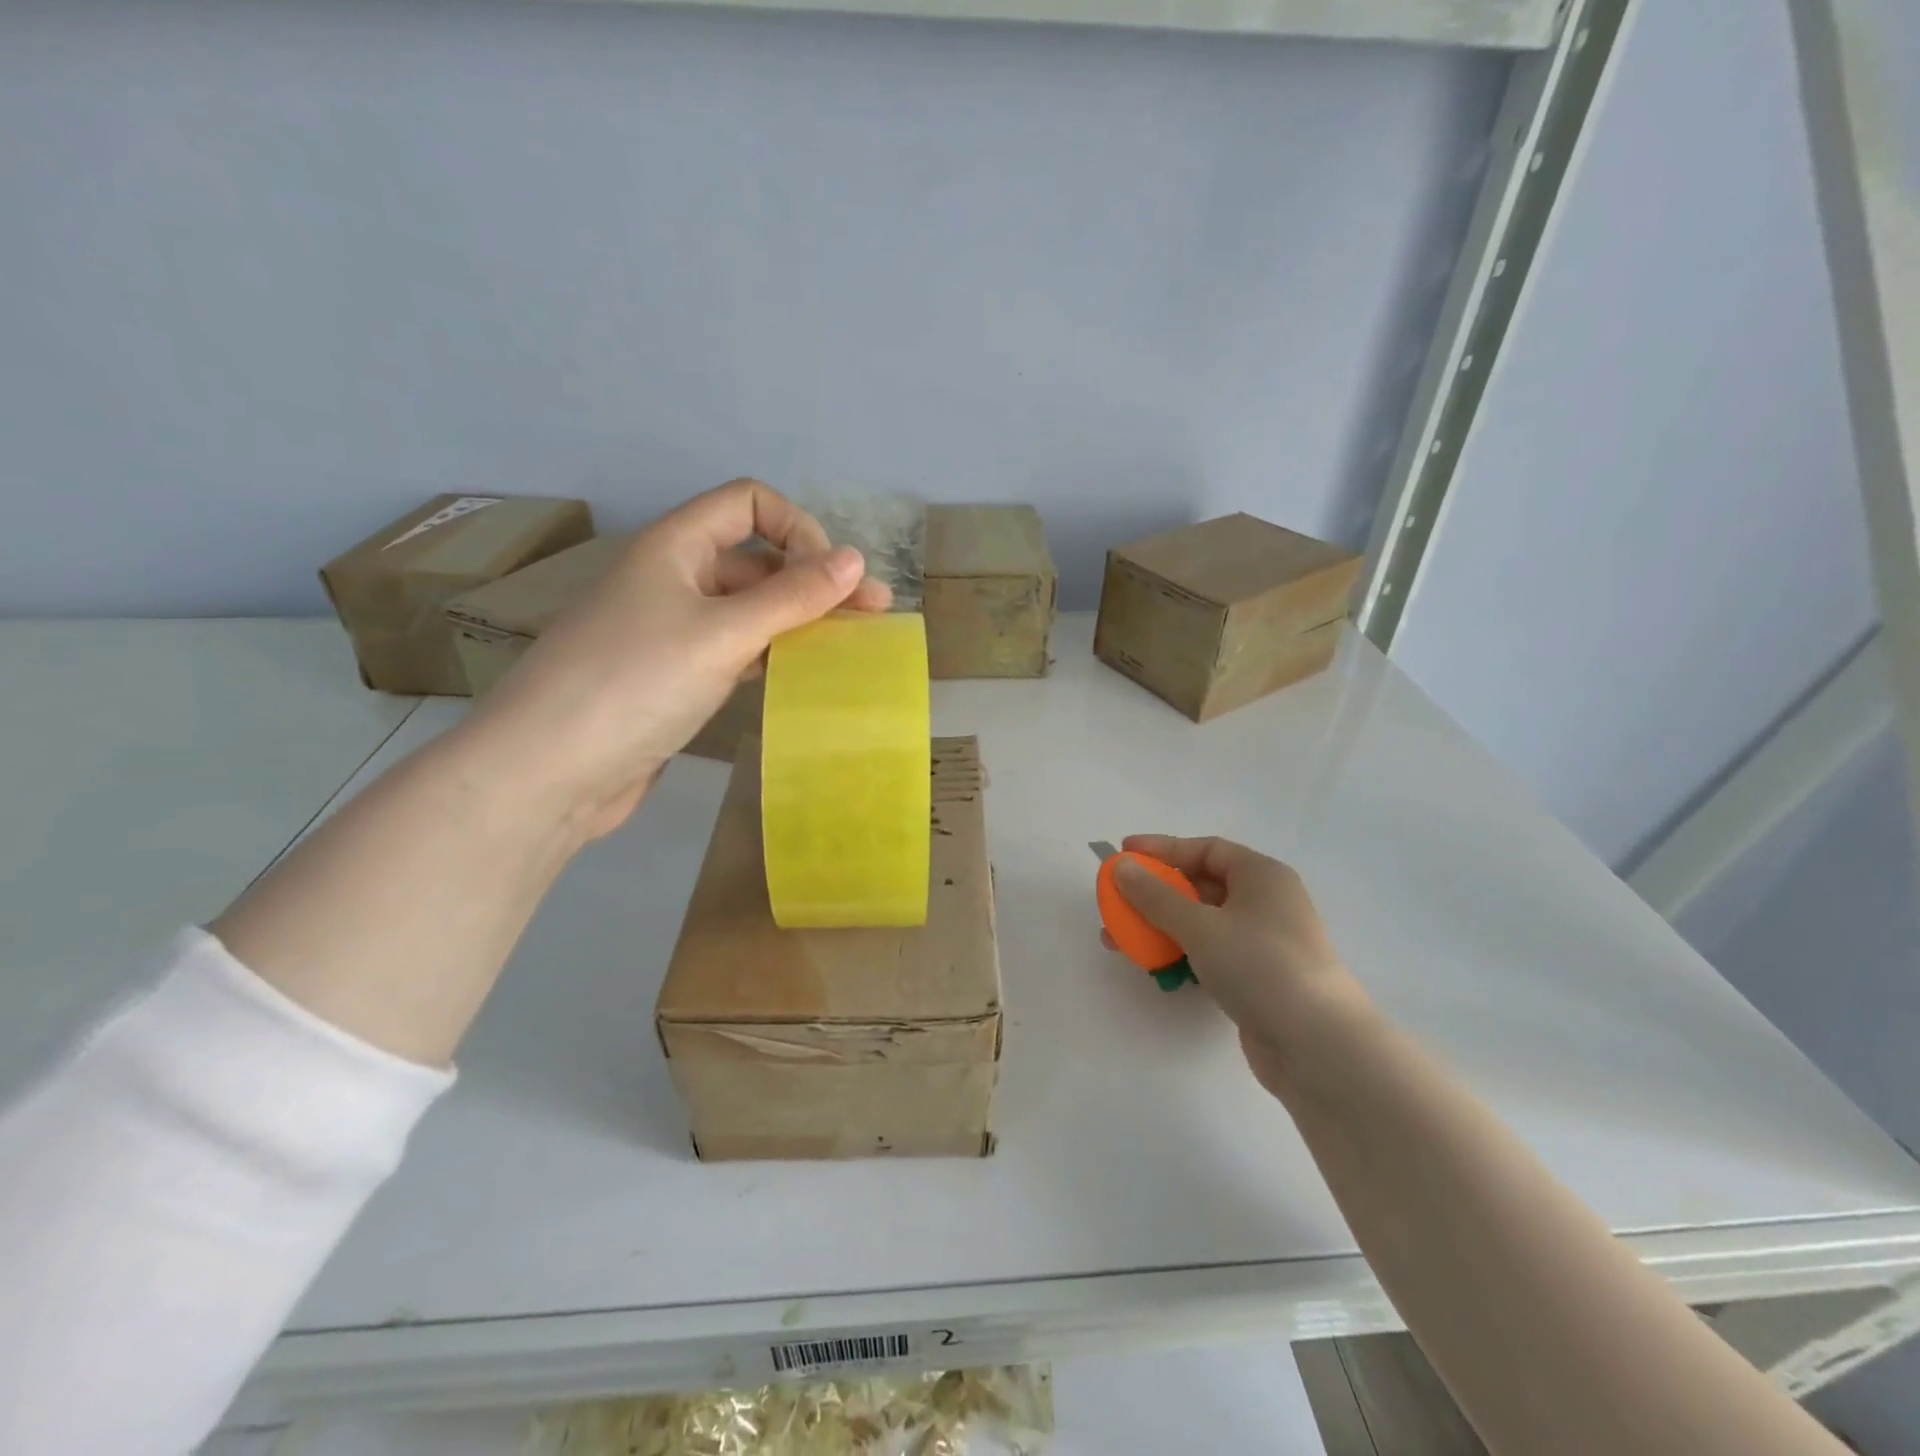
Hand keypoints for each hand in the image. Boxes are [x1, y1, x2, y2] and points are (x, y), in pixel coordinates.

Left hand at [462, 479, 890, 841]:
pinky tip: (803, 674)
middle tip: (874, 613)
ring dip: (799, 620)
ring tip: (854, 646)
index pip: (747, 503)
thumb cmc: (635, 684)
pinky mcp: (673, 678)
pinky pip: (735, 650)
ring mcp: (671, 631)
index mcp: (674, 547)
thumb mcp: (722, 634)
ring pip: (749, 610)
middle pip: (755, 560)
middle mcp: (673, 579)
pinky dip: (772, 655)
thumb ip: (791, 597)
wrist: (549, 772)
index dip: (797, 528)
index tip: (830, 578)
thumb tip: (853, 559)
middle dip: (814, 580)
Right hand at [1106, 835, 1366, 1095]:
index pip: (1206, 849)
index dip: (1162, 849)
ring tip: (1121, 941)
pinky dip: (1181, 954)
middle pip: (1200, 886)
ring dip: (1160, 928)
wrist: (1318, 1046)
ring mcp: (1263, 943)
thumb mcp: (1200, 926)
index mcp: (1261, 876)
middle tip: (1117, 901)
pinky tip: (1155, 968)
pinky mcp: (1257, 979)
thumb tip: (1121, 866)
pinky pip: (1210, 954)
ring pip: (1201, 923)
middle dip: (1154, 894)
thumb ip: (1155, 896)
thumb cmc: (1260, 966)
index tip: (1124, 852)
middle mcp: (1265, 903)